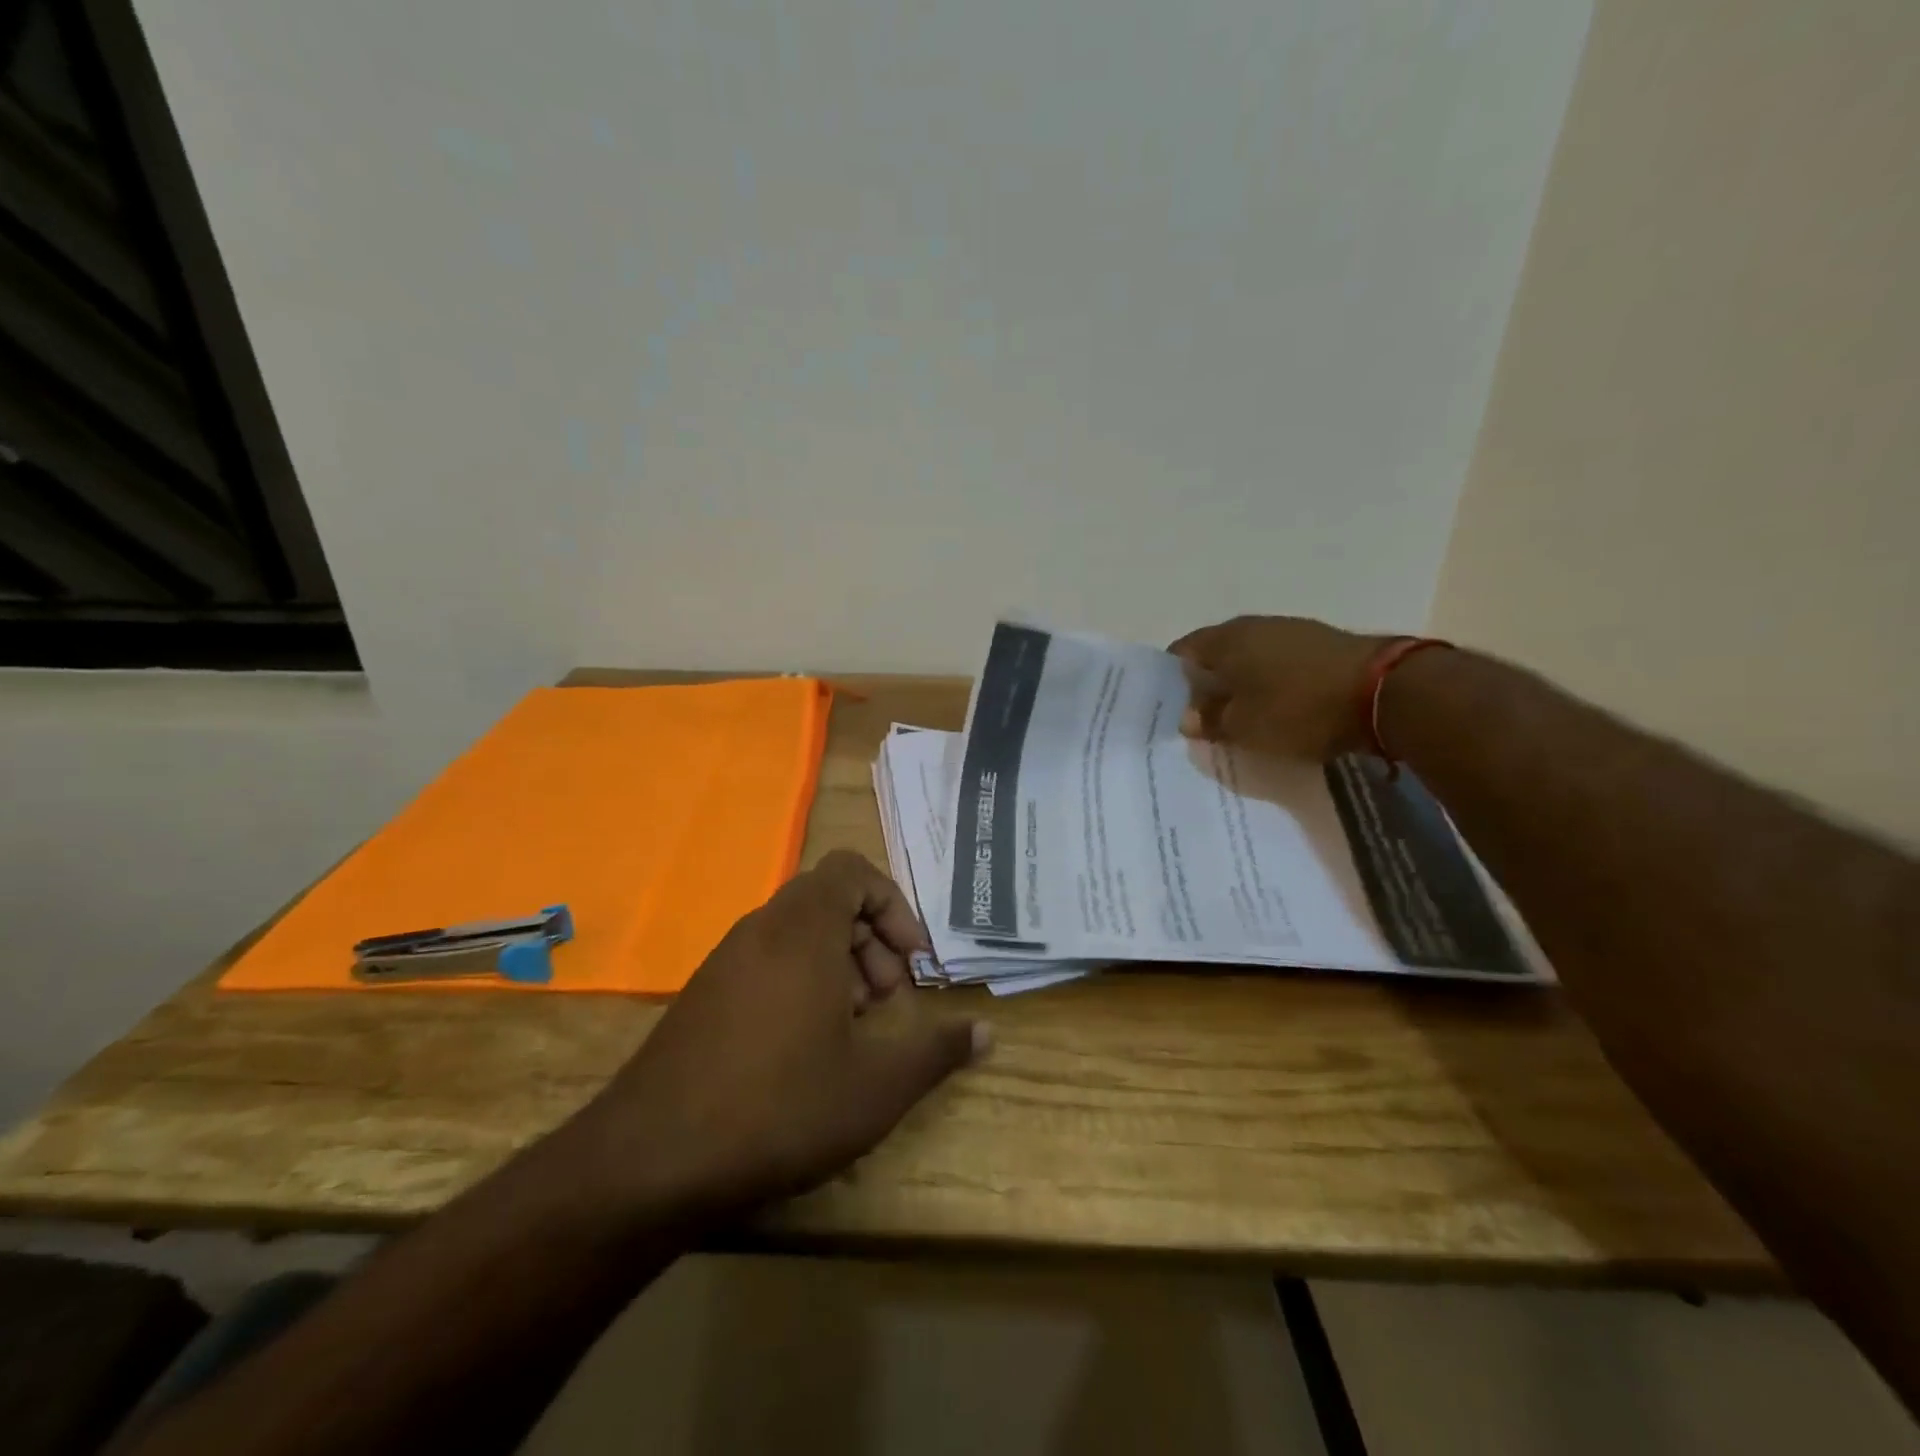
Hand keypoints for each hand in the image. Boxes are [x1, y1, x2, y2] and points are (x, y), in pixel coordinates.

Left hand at [571, 851, 987, 1220]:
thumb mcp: (876, 1085)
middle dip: (870, 939)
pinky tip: (805, 1050)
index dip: (892, 904)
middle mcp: (762, 930)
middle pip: (827, 900)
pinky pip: (765, 962)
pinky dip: (800, 984)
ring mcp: (725, 961)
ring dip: (838, 965)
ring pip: (796, 933)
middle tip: (888, 999)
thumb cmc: (779, 1105)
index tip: (912, 961)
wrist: (651, 1160)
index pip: (852, 870)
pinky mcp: (703, 996)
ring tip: (853, 1028)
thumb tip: (985, 1033)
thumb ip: (936, 1051)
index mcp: (804, 930)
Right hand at [1169, 615, 1389, 760]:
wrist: (1384, 692)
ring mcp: (1290, 630)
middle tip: (1205, 717)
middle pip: (1216, 653)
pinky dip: (1270, 681)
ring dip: (1241, 682)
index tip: (1174, 708)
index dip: (1172, 680)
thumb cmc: (1297, 709)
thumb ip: (1210, 721)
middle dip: (1207, 683)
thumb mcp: (1244, 727)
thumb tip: (1188, 717)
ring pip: (1249, 657)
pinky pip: (1278, 662)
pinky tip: (1277, 705)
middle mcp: (1253, 626)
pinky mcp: (1320, 642)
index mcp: (1226, 639)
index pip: (1182, 652)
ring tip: (1242, 715)